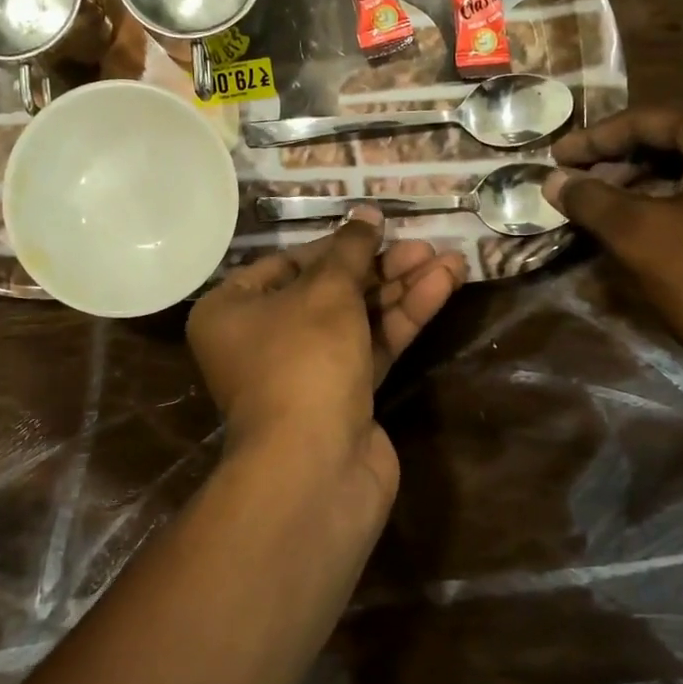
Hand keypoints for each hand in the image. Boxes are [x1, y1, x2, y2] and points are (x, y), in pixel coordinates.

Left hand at [187, 209, 464, 499]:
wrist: (315, 467)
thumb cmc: (303, 360)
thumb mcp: (326, 293)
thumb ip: (350, 252)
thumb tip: (366, 216)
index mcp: (231, 311)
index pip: (287, 265)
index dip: (335, 246)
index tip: (377, 230)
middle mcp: (261, 340)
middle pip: (327, 291)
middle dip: (379, 268)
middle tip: (424, 245)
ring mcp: (303, 372)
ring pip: (356, 319)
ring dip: (402, 290)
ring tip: (451, 261)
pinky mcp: (341, 398)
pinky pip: (371, 347)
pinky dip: (403, 319)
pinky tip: (443, 286)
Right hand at [545, 103, 682, 389]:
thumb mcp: (639, 236)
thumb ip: (591, 199)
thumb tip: (553, 180)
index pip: (651, 119)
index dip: (595, 139)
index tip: (556, 157)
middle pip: (682, 137)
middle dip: (624, 159)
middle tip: (580, 183)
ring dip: (653, 179)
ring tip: (612, 204)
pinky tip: (659, 221)